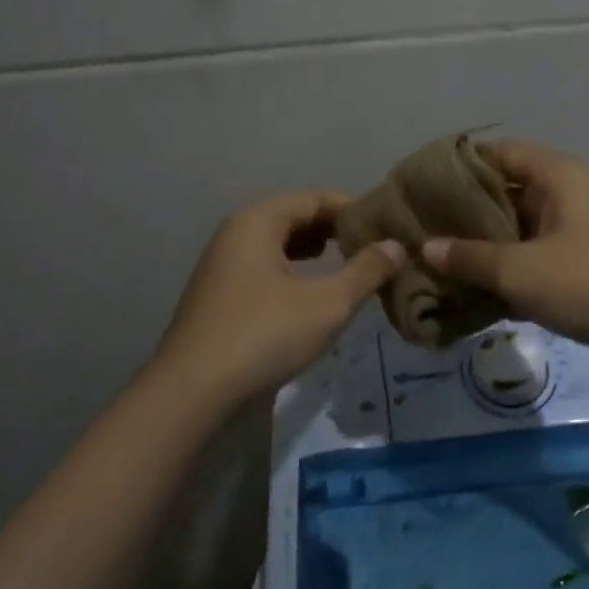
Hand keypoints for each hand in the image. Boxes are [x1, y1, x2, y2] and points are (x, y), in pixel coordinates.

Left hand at [151, 191, 404, 409]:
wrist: (192, 391)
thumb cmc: (264, 335)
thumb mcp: (327, 304)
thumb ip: (366, 271)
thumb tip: (396, 245)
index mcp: (257, 222)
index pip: (312, 198)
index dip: (351, 208)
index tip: (384, 225)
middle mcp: (234, 233)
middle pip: (292, 216)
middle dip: (332, 228)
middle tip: (371, 245)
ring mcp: (221, 265)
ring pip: (275, 243)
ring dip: (312, 249)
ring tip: (346, 262)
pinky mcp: (218, 295)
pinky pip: (262, 266)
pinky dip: (291, 269)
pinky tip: (308, 291)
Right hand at [422, 141, 588, 364]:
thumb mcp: (522, 270)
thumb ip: (471, 258)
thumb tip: (426, 248)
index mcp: (559, 177)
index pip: (501, 152)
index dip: (462, 165)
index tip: (423, 185)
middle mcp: (568, 196)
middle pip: (507, 193)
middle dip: (465, 214)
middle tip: (421, 229)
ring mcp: (577, 234)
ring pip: (519, 231)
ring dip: (484, 248)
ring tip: (438, 263)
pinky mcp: (583, 268)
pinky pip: (534, 261)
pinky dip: (508, 273)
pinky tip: (472, 294)